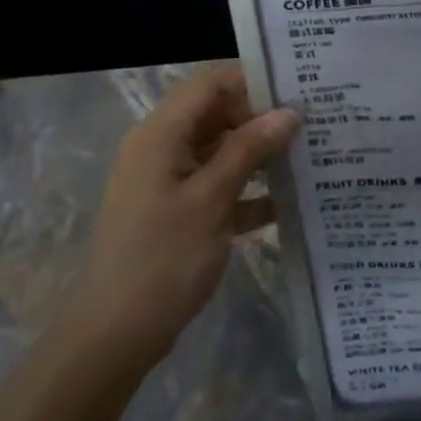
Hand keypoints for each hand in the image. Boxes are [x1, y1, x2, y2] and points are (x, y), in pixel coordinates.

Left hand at [62, 65, 296, 372]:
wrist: (112, 339)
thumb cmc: (162, 260)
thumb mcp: (212, 199)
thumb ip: (249, 150)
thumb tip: (288, 113)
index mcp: (161, 135)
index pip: (209, 83)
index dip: (251, 82)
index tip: (294, 95)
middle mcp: (161, 148)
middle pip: (216, 113)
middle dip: (260, 118)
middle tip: (307, 127)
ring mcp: (167, 181)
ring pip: (220, 149)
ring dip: (258, 154)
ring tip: (305, 158)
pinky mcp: (176, 211)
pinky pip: (216, 184)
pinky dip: (246, 189)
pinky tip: (284, 204)